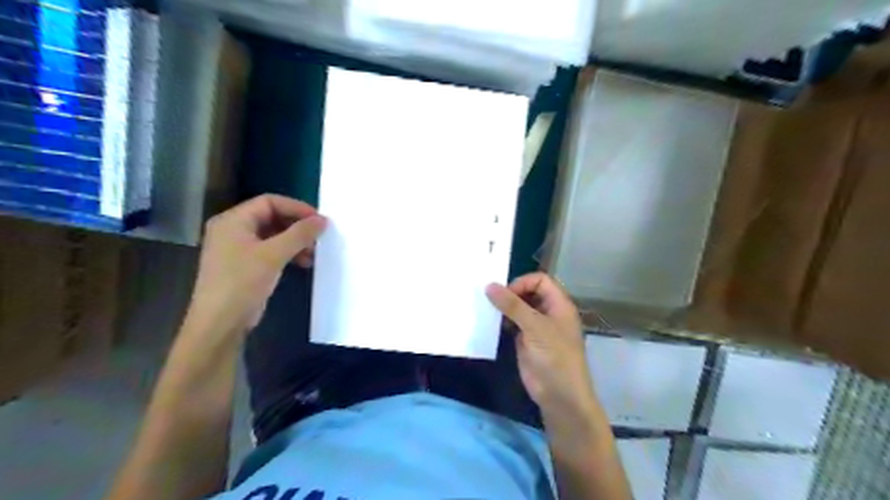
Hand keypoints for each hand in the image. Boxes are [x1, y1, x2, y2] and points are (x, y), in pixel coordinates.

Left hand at [189, 193, 325, 332]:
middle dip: (297, 226)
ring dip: (295, 241)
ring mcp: (238, 248)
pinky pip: (271, 250)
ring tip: (314, 252)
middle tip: (319, 236)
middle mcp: (233, 230)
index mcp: (233, 220)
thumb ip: (299, 234)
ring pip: (273, 235)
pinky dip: (288, 253)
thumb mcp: (273, 255)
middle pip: (272, 217)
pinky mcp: (245, 265)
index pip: (269, 202)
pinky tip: (304, 262)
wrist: (220, 323)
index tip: (319, 220)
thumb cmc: (242, 282)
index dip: (296, 208)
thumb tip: (323, 220)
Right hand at [486, 273, 597, 412]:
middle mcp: (548, 312)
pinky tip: (491, 324)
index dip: (523, 283)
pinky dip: (502, 321)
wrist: (560, 395)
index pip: (540, 280)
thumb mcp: (534, 327)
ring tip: (487, 309)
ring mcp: (537, 327)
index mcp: (558, 304)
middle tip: (490, 299)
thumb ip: (512, 305)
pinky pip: (513, 324)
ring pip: (519, 308)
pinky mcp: (526, 340)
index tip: (506, 294)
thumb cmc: (554, 356)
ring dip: (504, 308)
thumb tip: (489, 285)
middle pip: (528, 292)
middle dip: (510, 293)